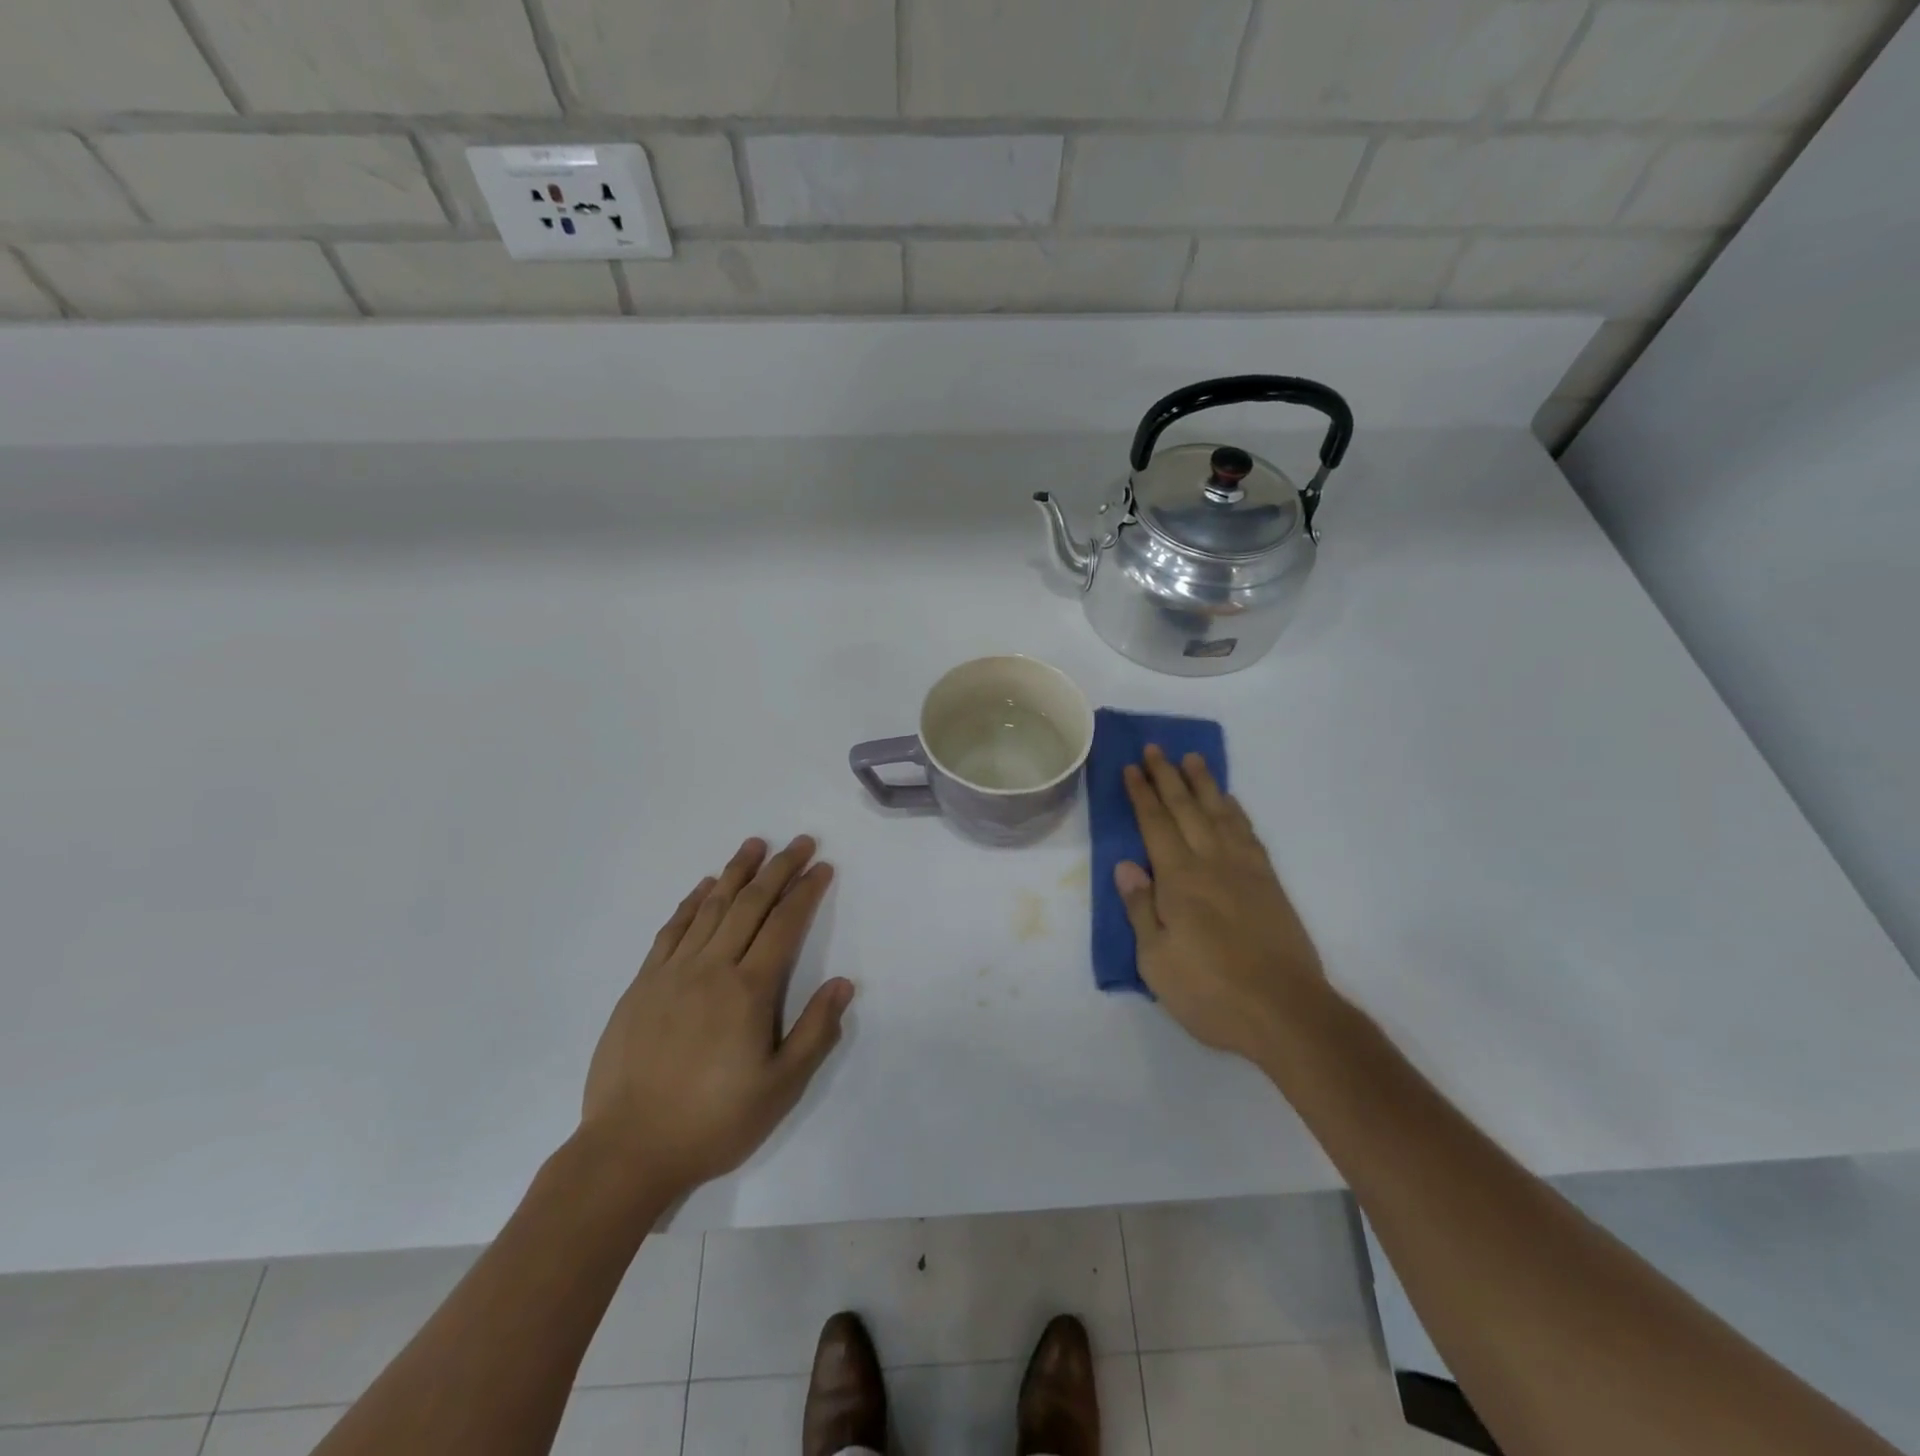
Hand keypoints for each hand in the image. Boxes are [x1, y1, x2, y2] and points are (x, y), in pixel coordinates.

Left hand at [581, 835, 853, 1195]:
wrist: (627, 1150)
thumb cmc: (713, 1121)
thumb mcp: (780, 1088)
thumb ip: (815, 1032)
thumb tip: (842, 984)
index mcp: (748, 990)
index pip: (784, 925)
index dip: (806, 892)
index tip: (822, 867)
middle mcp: (711, 968)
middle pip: (750, 904)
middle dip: (778, 869)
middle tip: (799, 842)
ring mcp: (672, 973)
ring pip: (711, 908)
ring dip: (735, 872)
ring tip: (754, 845)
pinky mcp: (643, 984)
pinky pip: (672, 929)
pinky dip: (692, 902)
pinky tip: (704, 888)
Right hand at [1116, 746, 1327, 1062]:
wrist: (1285, 1012)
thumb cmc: (1210, 991)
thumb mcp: (1156, 961)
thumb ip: (1141, 909)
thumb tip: (1126, 866)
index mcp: (1179, 879)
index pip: (1155, 824)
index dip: (1141, 795)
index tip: (1131, 768)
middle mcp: (1211, 863)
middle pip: (1186, 809)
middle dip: (1167, 777)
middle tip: (1155, 748)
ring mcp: (1245, 871)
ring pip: (1220, 814)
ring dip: (1204, 784)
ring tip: (1192, 759)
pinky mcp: (1269, 884)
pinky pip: (1248, 834)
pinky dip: (1236, 812)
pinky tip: (1230, 803)